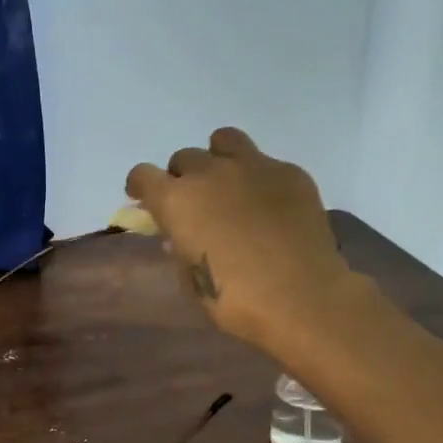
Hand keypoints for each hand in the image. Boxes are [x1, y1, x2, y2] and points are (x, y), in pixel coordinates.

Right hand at [126, 127, 355, 348]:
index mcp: (177, 201)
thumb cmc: (235, 301)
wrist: (301, 298)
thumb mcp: (190, 280)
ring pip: (225, 141)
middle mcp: (210, 172)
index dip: (141, 187)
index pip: (142, 175)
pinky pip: (266, 163)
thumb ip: (179, 247)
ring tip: (229, 186)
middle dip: (183, 178)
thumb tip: (180, 233)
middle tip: (195, 204)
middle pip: (184, 158)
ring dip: (218, 160)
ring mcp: (254, 166)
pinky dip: (259, 179)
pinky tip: (270, 207)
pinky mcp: (290, 173)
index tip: (145, 201)